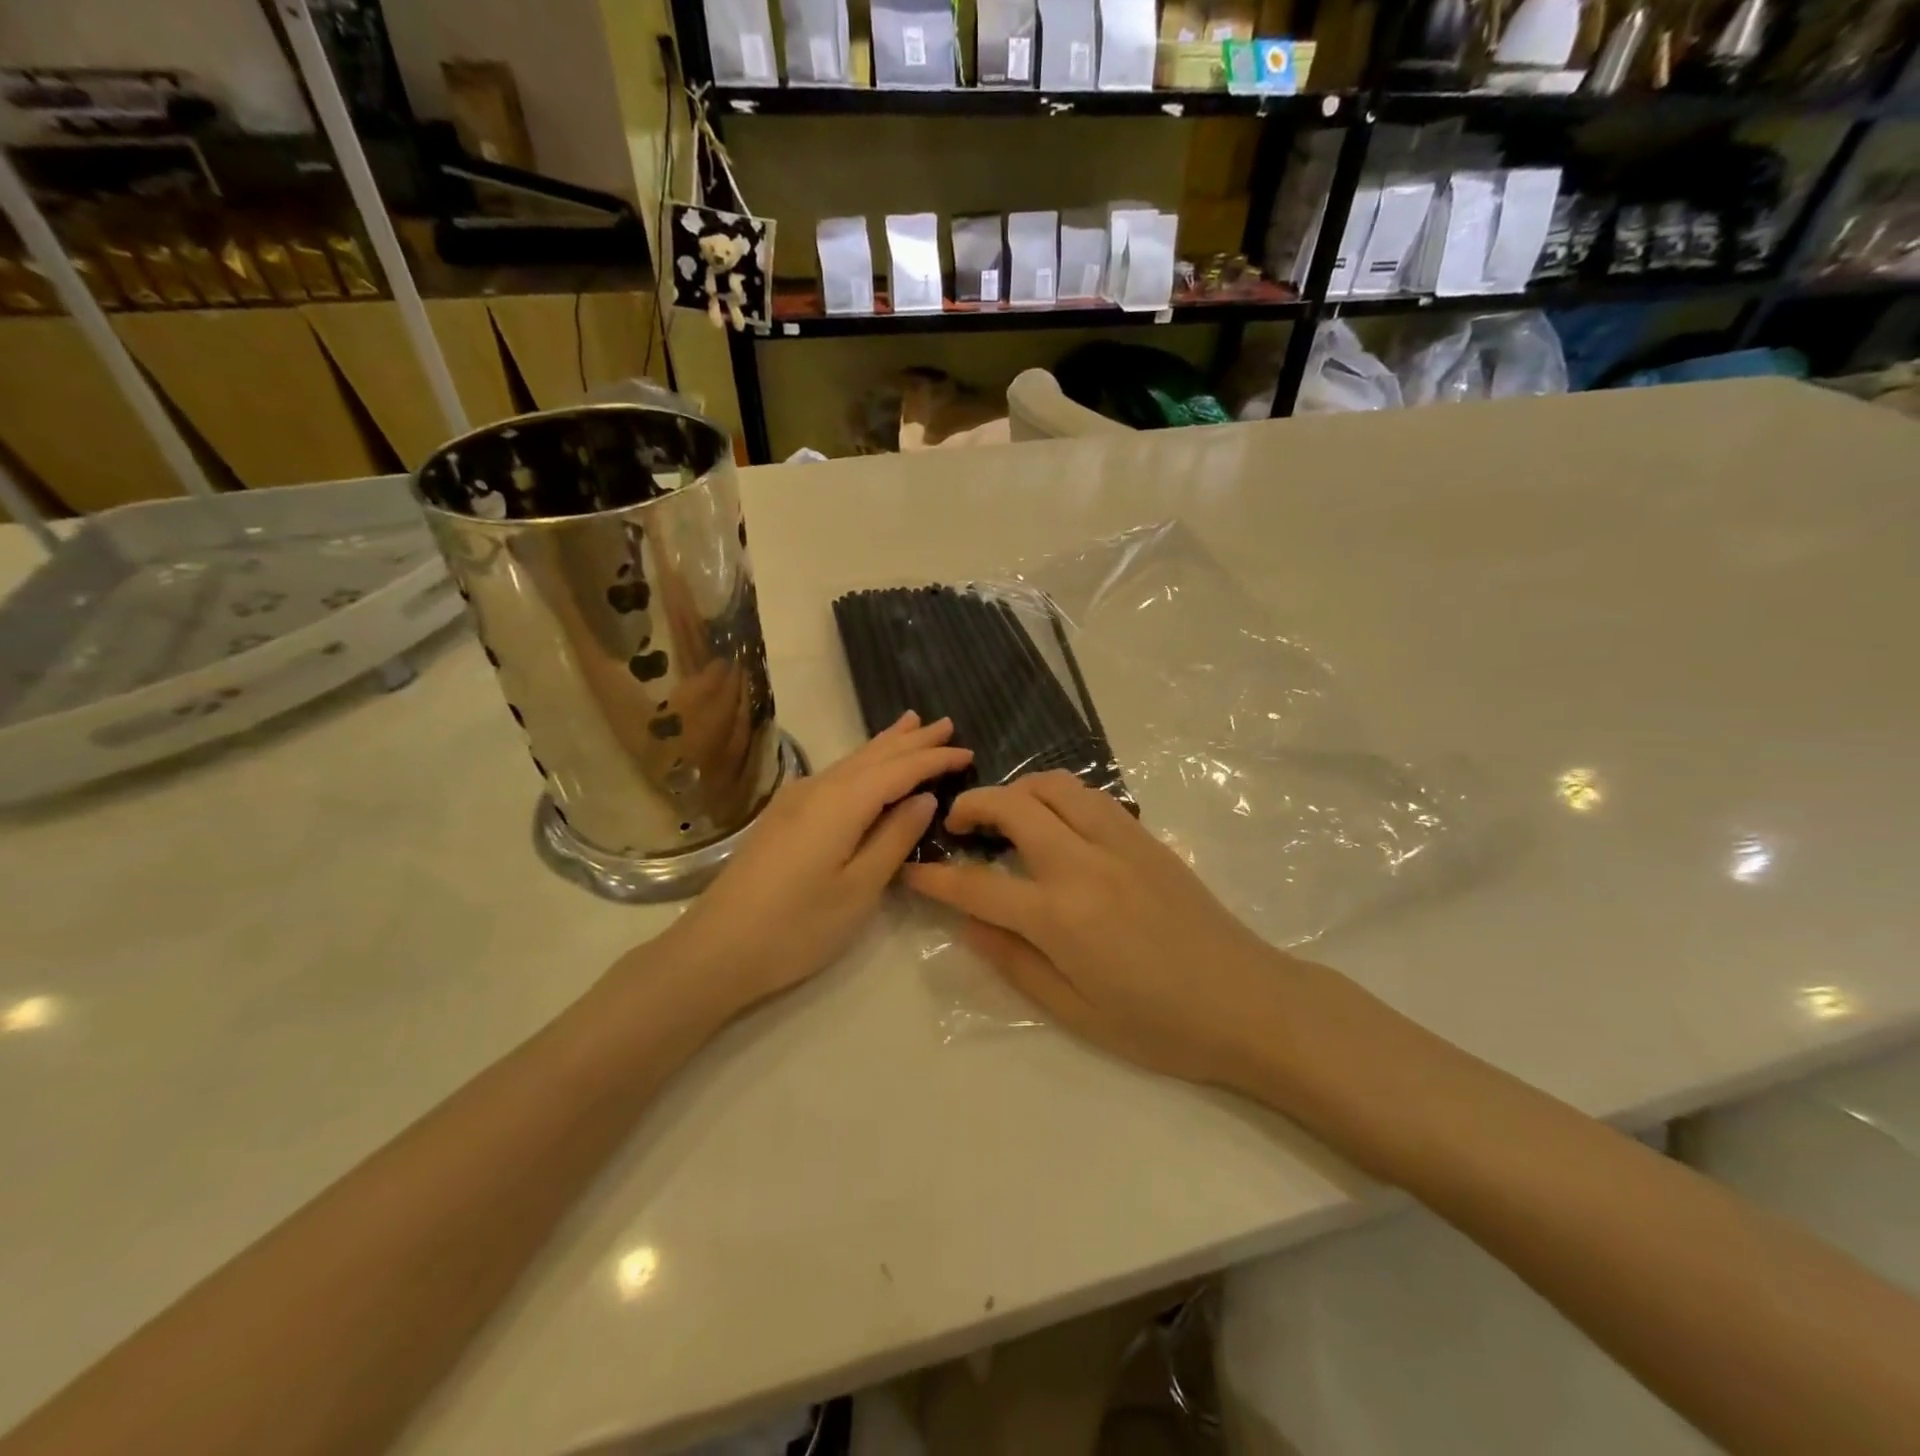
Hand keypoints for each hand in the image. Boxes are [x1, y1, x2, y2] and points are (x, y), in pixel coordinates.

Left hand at [650, 712, 971, 1018]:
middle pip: (874, 755)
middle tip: (946, 723)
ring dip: (885, 744)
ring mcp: (795, 800)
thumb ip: (894, 838)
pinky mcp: (782, 816)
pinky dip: (861, 763)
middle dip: (912, 740)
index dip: (935, 759)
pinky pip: (834, 775)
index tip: (968, 751)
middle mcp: (818, 789)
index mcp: (842, 803)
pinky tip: (864, 765)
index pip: (899, 769)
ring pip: (851, 761)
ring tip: (910, 725)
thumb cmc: (797, 927)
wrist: (716, 949)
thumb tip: (923, 798)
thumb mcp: (859, 889)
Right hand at [903, 770, 1296, 1086]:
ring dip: (1018, 789)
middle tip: (956, 825)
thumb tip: (970, 923)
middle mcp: (1084, 864)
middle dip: (972, 806)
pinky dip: (1058, 795)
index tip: (912, 869)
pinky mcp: (1146, 837)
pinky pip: (1091, 796)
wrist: (1248, 1004)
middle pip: (1013, 808)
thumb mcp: (1074, 1012)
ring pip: (1055, 786)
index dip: (937, 877)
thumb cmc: (1159, 1025)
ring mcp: (1120, 842)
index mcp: (1061, 917)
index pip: (979, 885)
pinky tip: (1055, 821)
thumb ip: (1014, 962)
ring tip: (1004, 815)